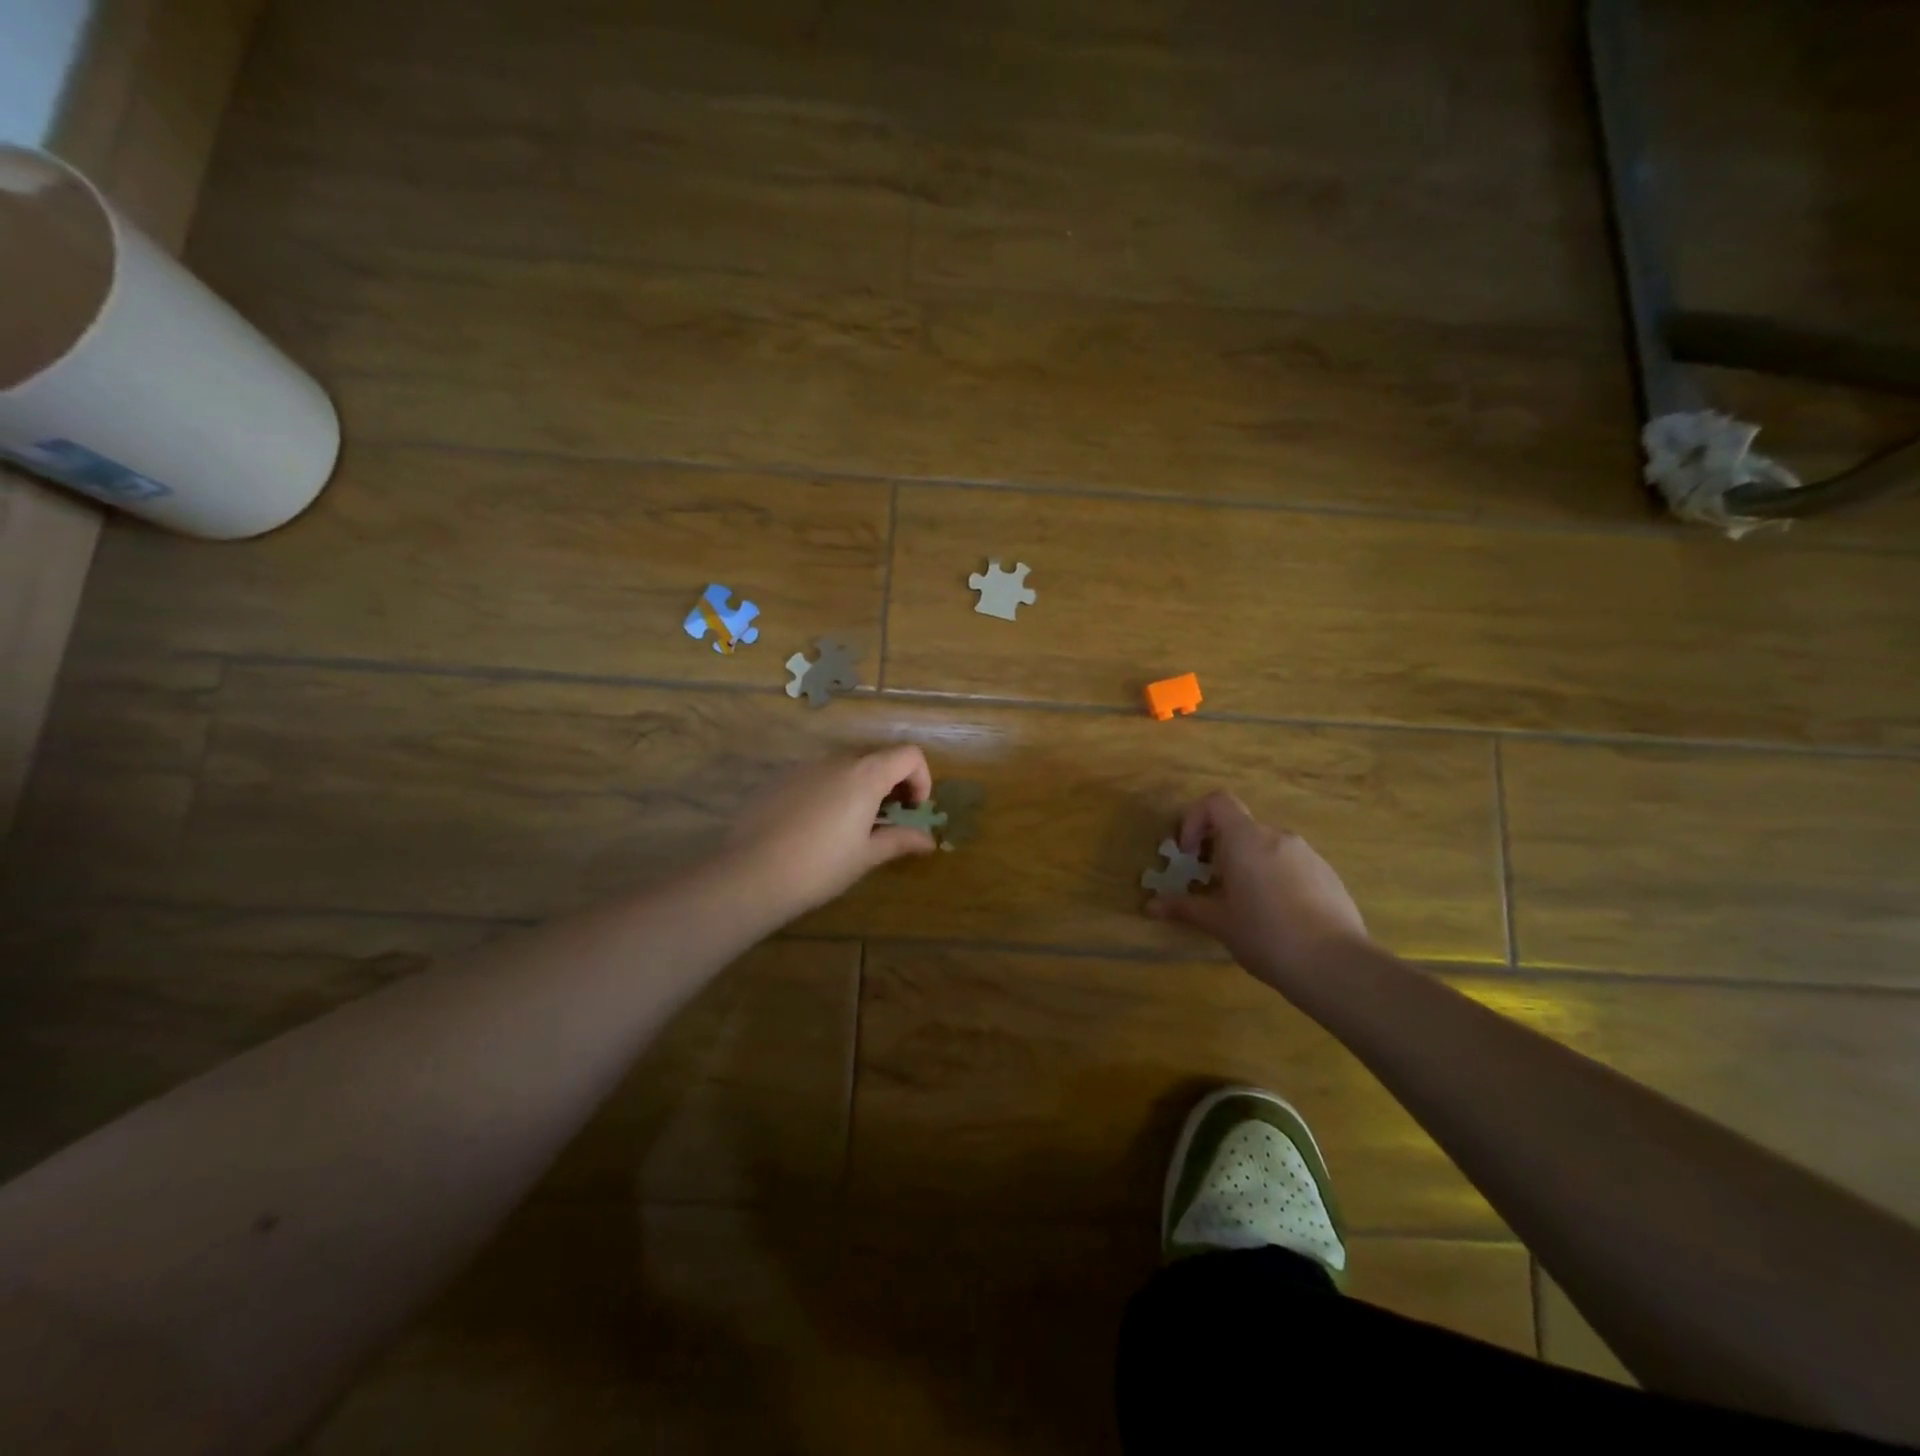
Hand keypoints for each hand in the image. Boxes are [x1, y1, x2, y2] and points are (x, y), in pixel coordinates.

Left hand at [721, 746, 938, 923]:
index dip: (921, 779)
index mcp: (866, 775)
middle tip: (889, 820)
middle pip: (879, 757)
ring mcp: (806, 766)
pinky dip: (833, 791)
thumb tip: (928, 840)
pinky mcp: (782, 778)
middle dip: (893, 784)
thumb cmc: (819, 866)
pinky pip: (819, 776)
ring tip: (854, 826)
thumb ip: (900, 840)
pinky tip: (819, 827)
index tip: (913, 811)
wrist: (750, 873)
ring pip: (847, 766)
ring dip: (862, 787)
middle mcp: (838, 760)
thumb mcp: (866, 856)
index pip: (909, 755)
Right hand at [1146, 791, 1368, 986]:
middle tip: (1211, 885)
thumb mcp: (1218, 922)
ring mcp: (1308, 854)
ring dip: (1248, 865)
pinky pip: (1292, 866)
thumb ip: (1184, 907)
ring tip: (1245, 906)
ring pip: (1267, 848)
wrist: (1335, 965)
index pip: (1216, 802)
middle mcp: (1278, 837)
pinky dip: (1275, 879)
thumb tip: (1150, 906)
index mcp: (1246, 839)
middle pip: (1241, 827)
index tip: (1189, 854)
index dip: (1194, 819)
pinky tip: (1278, 918)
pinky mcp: (1329, 875)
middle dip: (1220, 850)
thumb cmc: (1265, 935)